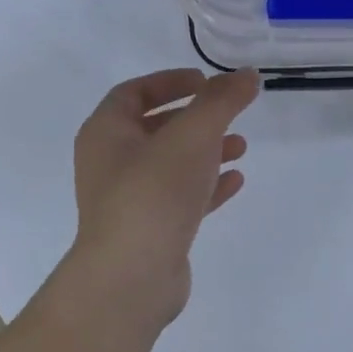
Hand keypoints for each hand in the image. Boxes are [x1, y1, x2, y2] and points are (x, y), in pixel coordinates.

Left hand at [68, 68, 258, 329]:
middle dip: (195, 118)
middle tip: (228, 113)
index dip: (169, 81)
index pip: (134, 93)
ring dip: (205, 152)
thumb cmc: (155, 192)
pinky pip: (179, 199)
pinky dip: (205, 186)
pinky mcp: (148, 231)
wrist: (132, 276)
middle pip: (154, 128)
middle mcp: (110, 163)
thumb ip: (222, 101)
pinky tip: (235, 182)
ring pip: (170, 165)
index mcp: (105, 132)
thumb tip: (246, 75)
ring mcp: (128, 200)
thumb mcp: (193, 135)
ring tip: (241, 147)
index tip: (205, 81)